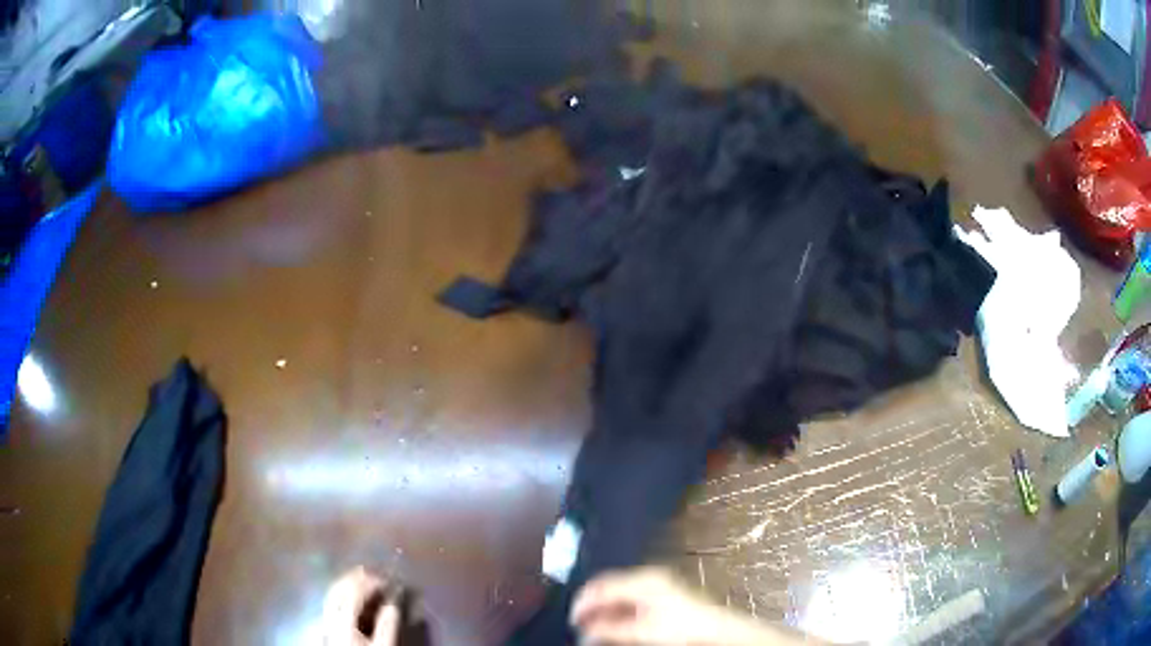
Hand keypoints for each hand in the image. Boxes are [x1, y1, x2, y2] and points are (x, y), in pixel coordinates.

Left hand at [322, 567, 399, 645]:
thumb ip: (387, 627)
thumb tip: (393, 605)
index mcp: (344, 621)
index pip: (354, 593)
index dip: (369, 582)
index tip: (386, 578)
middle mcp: (331, 617)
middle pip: (338, 590)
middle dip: (355, 578)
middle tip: (373, 571)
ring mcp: (327, 622)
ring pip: (332, 595)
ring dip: (346, 583)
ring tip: (362, 579)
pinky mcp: (328, 627)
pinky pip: (331, 604)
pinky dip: (341, 594)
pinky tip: (350, 596)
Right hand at [571, 567, 809, 645]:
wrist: (717, 626)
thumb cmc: (681, 625)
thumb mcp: (642, 630)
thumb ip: (610, 629)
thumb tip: (584, 631)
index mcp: (643, 579)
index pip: (602, 585)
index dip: (583, 601)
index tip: (571, 618)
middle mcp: (648, 576)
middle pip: (609, 586)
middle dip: (592, 605)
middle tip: (579, 624)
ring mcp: (656, 583)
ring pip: (619, 593)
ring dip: (604, 609)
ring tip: (593, 626)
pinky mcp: (663, 592)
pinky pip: (630, 598)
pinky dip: (618, 610)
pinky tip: (613, 624)